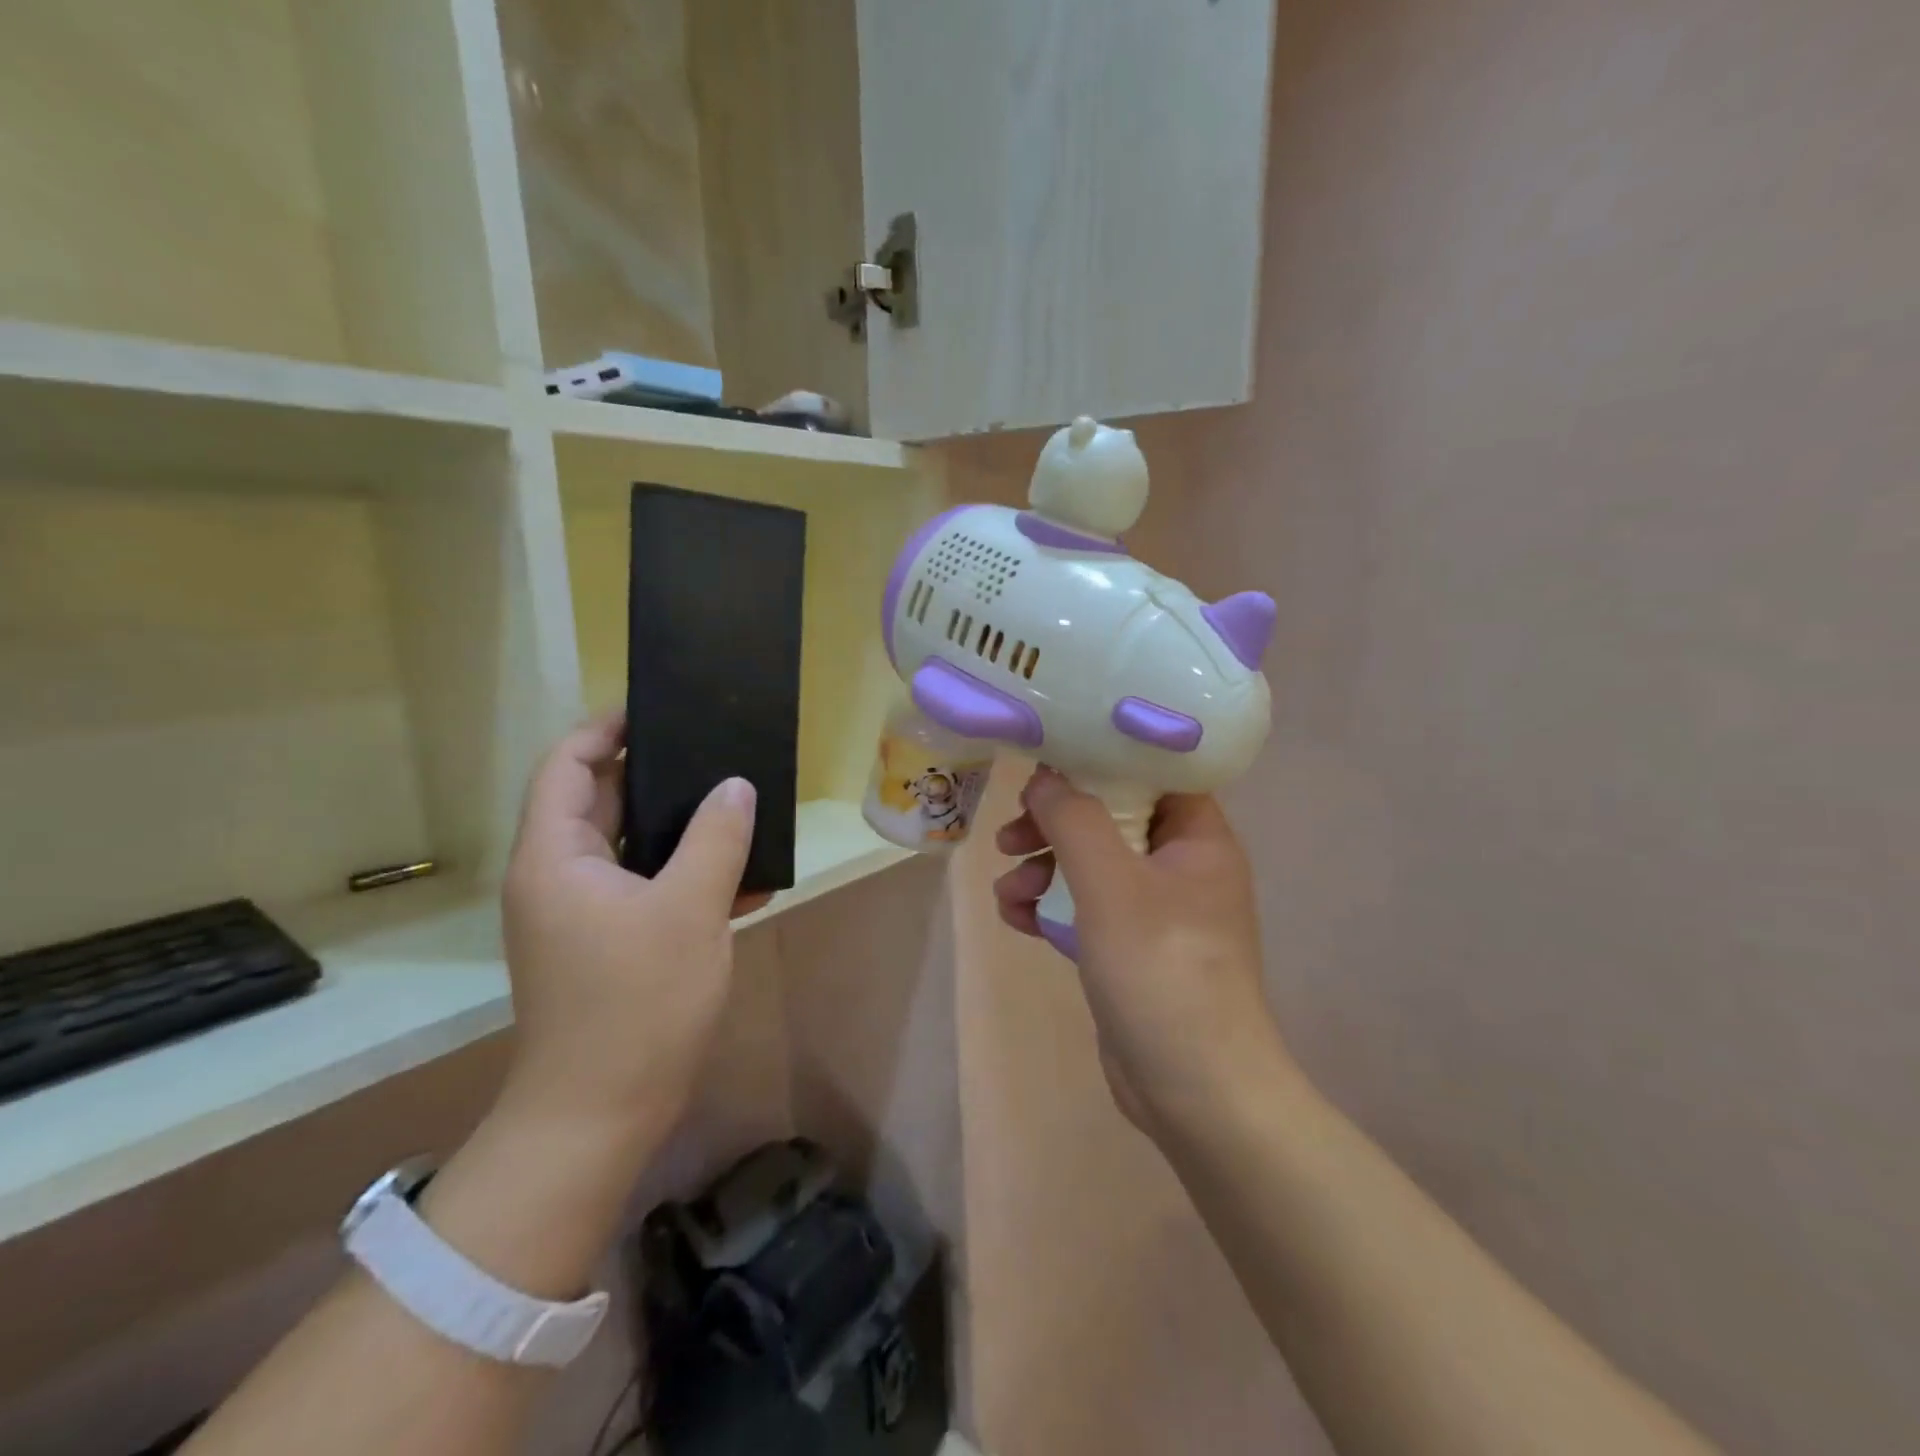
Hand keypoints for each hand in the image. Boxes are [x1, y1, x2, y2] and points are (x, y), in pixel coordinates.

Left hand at [498, 713, 767, 1148]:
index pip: (567, 766)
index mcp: (556, 857)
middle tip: (716, 754)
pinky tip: (741, 881)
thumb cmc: (637, 1003)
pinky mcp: (607, 944)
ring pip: (631, 848)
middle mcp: (559, 877)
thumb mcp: (689, 910)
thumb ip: (716, 838)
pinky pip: (646, 889)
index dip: (605, 730)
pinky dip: (685, 877)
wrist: (602, 1114)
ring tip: (738, 809)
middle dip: (658, 776)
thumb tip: (735, 786)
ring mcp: (582, 914)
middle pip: (602, 802)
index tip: (657, 710)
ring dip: (681, 830)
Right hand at [992, 768, 1293, 1136]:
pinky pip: (1085, 909)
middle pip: (1111, 818)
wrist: (1193, 1089)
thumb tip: (1043, 777)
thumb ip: (1073, 819)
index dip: (1100, 759)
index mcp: (1198, 837)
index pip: (1152, 772)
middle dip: (1055, 825)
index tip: (1048, 760)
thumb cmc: (1161, 968)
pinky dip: (1050, 908)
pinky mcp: (1131, 948)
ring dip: (1043, 869)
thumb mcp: (1110, 884)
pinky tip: (1016, 920)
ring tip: (1006, 892)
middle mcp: (1182, 865)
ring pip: (1091, 866)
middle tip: (1011, 834)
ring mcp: (1157, 910)